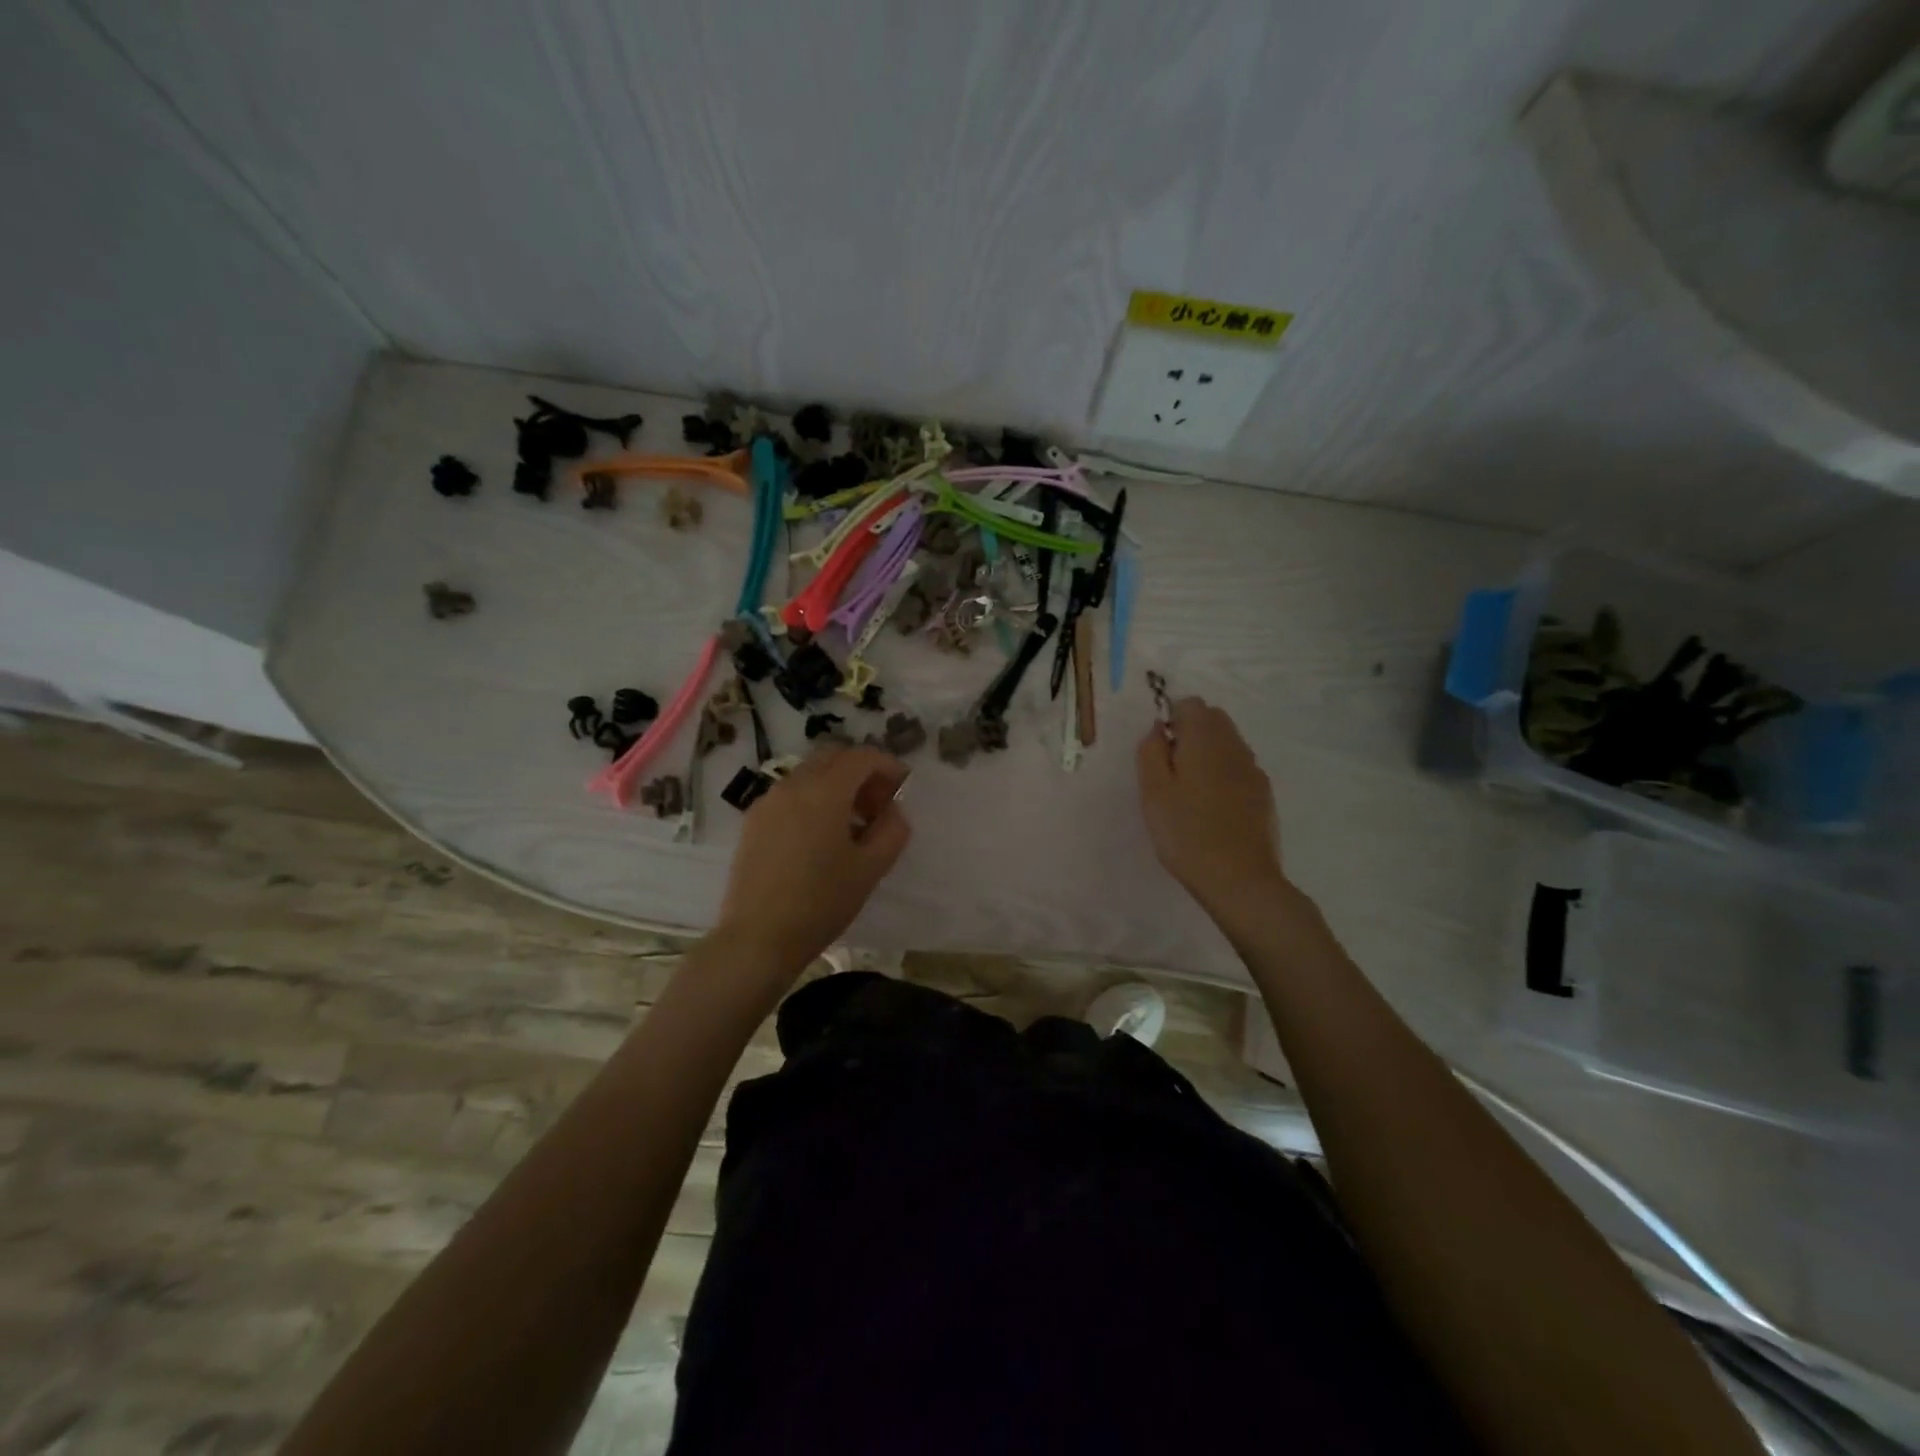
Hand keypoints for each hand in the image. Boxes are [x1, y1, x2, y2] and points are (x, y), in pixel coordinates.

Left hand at [713, 746, 911, 972]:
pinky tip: (821, 837)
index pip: (862, 757)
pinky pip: (790, 794)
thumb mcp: (870, 869)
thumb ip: (892, 830)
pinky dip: (813, 799)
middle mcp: (793, 785)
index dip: (888, 765)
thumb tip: (892, 810)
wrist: (757, 938)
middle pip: (833, 758)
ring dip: (836, 785)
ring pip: (810, 774)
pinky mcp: (753, 821)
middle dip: (861, 772)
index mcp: (824, 791)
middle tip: (879, 804)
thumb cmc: (820, 902)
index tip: (903, 786)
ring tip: (852, 824)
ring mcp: (768, 801)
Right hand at [1137, 698, 1286, 916]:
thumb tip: (1158, 730)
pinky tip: (1212, 808)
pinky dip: (1223, 775)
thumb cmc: (1186, 833)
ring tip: (1189, 793)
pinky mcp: (1263, 794)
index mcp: (1205, 739)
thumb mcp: (1153, 792)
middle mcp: (1234, 746)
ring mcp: (1253, 770)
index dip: (1170, 720)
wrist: (1239, 880)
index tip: (1159, 752)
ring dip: (1207, 754)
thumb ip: (1151, 752)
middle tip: (1170, 771)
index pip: (1189, 704)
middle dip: (1190, 732)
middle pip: (1212, 719)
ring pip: (1227, 743)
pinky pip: (1239, 768)